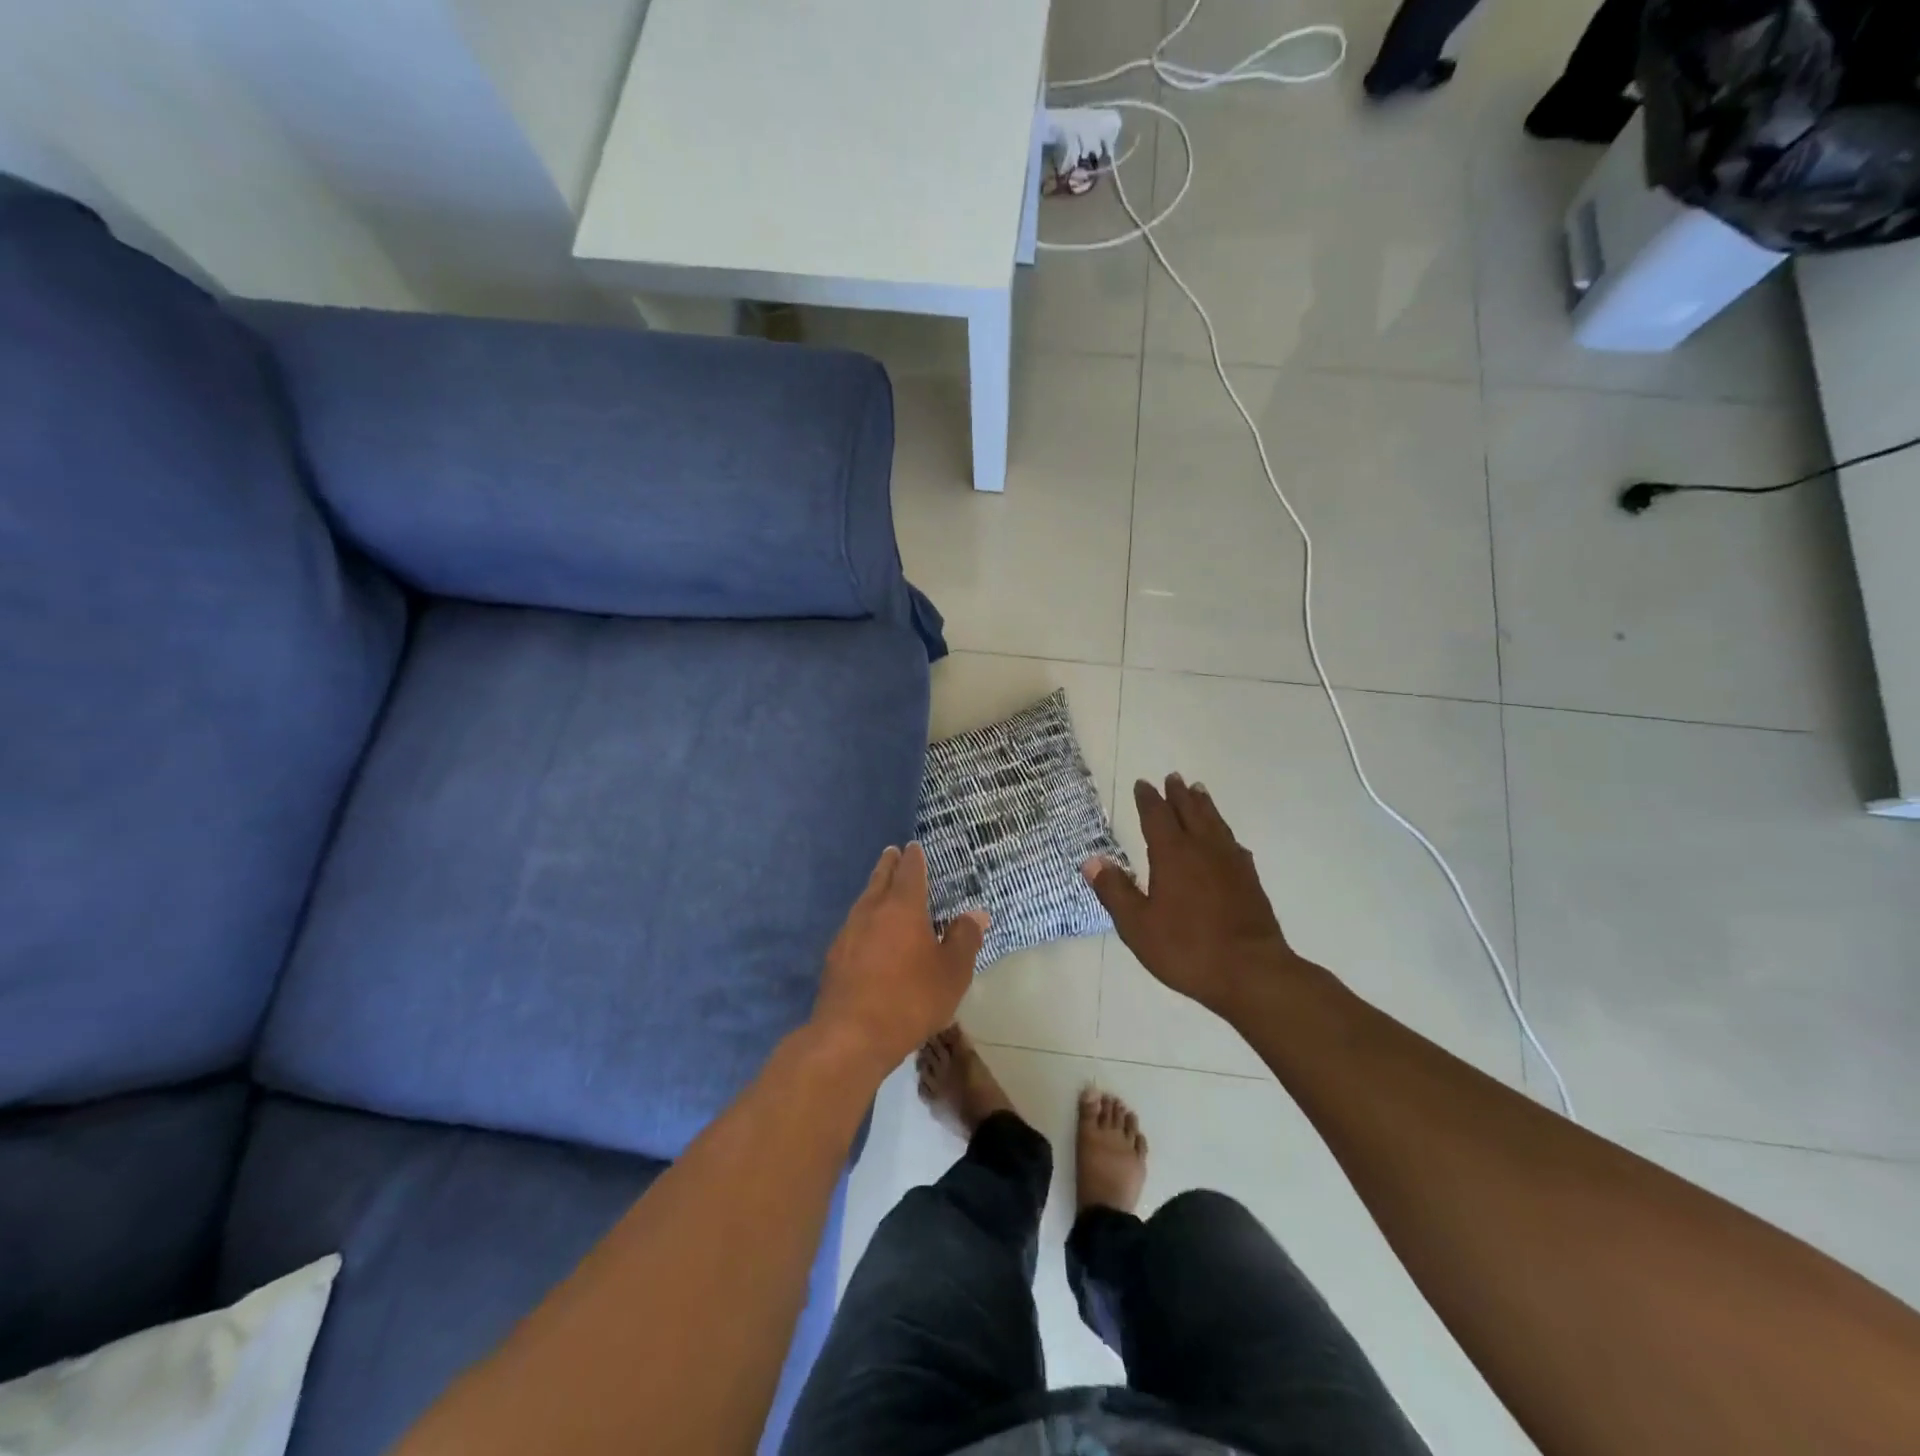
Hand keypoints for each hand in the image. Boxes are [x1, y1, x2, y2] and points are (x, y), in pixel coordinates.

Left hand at [809, 843, 988, 1075]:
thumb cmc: (910, 999)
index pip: (909, 871)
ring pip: (863, 901)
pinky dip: (864, 920)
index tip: (913, 847)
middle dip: (888, 865)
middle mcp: (871, 911)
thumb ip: (964, 939)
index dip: (914, 858)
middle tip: (892, 853)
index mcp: (902, 907)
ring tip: (880, 889)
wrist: (850, 1036)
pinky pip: (853, 926)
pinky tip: (867, 933)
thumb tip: (975, 913)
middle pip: (880, 879)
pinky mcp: (834, 957)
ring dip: (874, 890)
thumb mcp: (952, 972)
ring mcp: (847, 933)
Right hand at [1083, 775, 1298, 1017]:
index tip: (1143, 784)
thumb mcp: (1137, 925)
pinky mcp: (1250, 881)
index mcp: (1173, 855)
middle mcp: (1203, 850)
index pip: (1157, 817)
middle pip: (1190, 812)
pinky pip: (1234, 844)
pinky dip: (1224, 834)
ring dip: (1204, 806)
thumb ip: (1115, 891)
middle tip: (1174, 777)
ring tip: (1199, 792)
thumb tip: (1092, 861)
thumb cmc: (1187, 948)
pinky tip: (1227, 841)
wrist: (1252, 972)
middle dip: (1179, 795)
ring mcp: (1231, 864)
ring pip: (1215, 824)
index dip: (1148, 799)